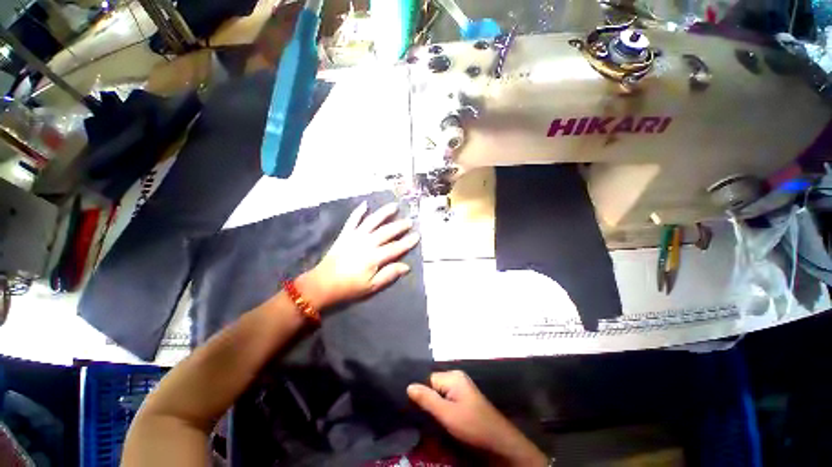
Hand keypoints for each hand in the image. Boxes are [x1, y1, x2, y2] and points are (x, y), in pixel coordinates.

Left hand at [297, 202, 419, 309]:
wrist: (322, 284)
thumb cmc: (349, 287)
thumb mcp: (371, 286)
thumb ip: (389, 274)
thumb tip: (406, 266)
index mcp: (374, 258)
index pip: (395, 248)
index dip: (407, 242)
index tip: (417, 235)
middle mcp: (366, 243)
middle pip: (386, 232)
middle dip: (400, 226)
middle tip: (410, 221)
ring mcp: (355, 237)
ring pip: (372, 221)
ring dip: (384, 213)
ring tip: (394, 206)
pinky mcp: (345, 234)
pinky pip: (352, 220)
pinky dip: (358, 211)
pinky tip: (365, 204)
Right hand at [408, 371, 547, 466]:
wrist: (499, 443)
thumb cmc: (472, 426)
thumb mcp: (447, 414)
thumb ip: (427, 399)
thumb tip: (408, 386)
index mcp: (453, 377)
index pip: (428, 379)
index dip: (420, 394)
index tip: (411, 409)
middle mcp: (457, 378)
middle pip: (433, 386)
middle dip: (426, 401)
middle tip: (419, 417)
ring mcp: (461, 389)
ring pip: (439, 395)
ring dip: (433, 407)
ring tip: (427, 421)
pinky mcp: (464, 400)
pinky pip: (446, 400)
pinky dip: (441, 409)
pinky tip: (439, 421)